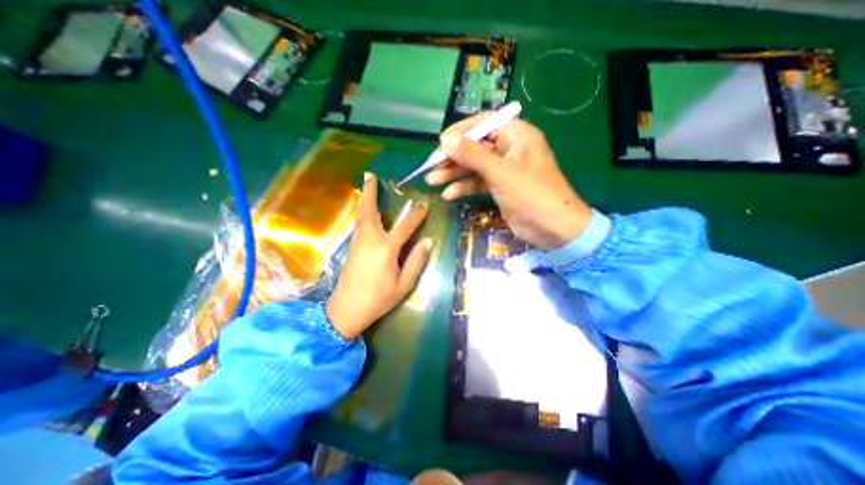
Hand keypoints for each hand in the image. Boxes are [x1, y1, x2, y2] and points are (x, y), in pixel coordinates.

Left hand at [324, 172, 431, 337]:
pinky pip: (357, 223)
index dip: (417, 214)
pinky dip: (361, 212)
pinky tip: (363, 211)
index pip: (406, 225)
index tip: (424, 204)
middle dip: (371, 191)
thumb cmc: (378, 299)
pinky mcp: (351, 247)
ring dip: (364, 199)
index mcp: (386, 248)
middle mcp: (370, 239)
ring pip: (361, 215)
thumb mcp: (404, 284)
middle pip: (370, 210)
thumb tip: (429, 241)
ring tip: (365, 186)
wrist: (346, 310)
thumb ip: (416, 261)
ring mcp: (357, 242)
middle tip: (370, 175)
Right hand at [427, 113, 594, 248]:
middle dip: (452, 157)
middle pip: (474, 147)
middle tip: (431, 167)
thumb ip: (472, 155)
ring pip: (473, 166)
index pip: (483, 124)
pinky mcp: (499, 187)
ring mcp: (503, 169)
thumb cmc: (531, 194)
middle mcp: (509, 148)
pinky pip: (477, 182)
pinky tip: (449, 195)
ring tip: (432, 181)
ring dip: (453, 174)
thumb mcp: (500, 172)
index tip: (440, 143)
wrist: (553, 228)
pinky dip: (464, 187)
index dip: (460, 132)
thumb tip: (445, 140)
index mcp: (516, 135)